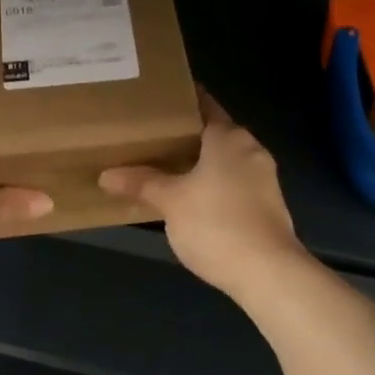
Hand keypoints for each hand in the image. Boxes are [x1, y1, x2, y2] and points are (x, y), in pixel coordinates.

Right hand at [99, 89, 306, 300]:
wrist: (267, 273)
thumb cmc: (216, 224)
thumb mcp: (170, 202)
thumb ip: (141, 183)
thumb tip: (107, 175)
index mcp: (229, 138)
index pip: (204, 105)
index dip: (180, 101)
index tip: (155, 101)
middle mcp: (250, 150)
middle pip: (214, 132)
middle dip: (185, 135)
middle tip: (149, 136)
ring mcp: (263, 178)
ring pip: (224, 160)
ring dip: (199, 162)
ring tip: (163, 166)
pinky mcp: (266, 206)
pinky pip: (233, 183)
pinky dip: (212, 184)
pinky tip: (190, 197)